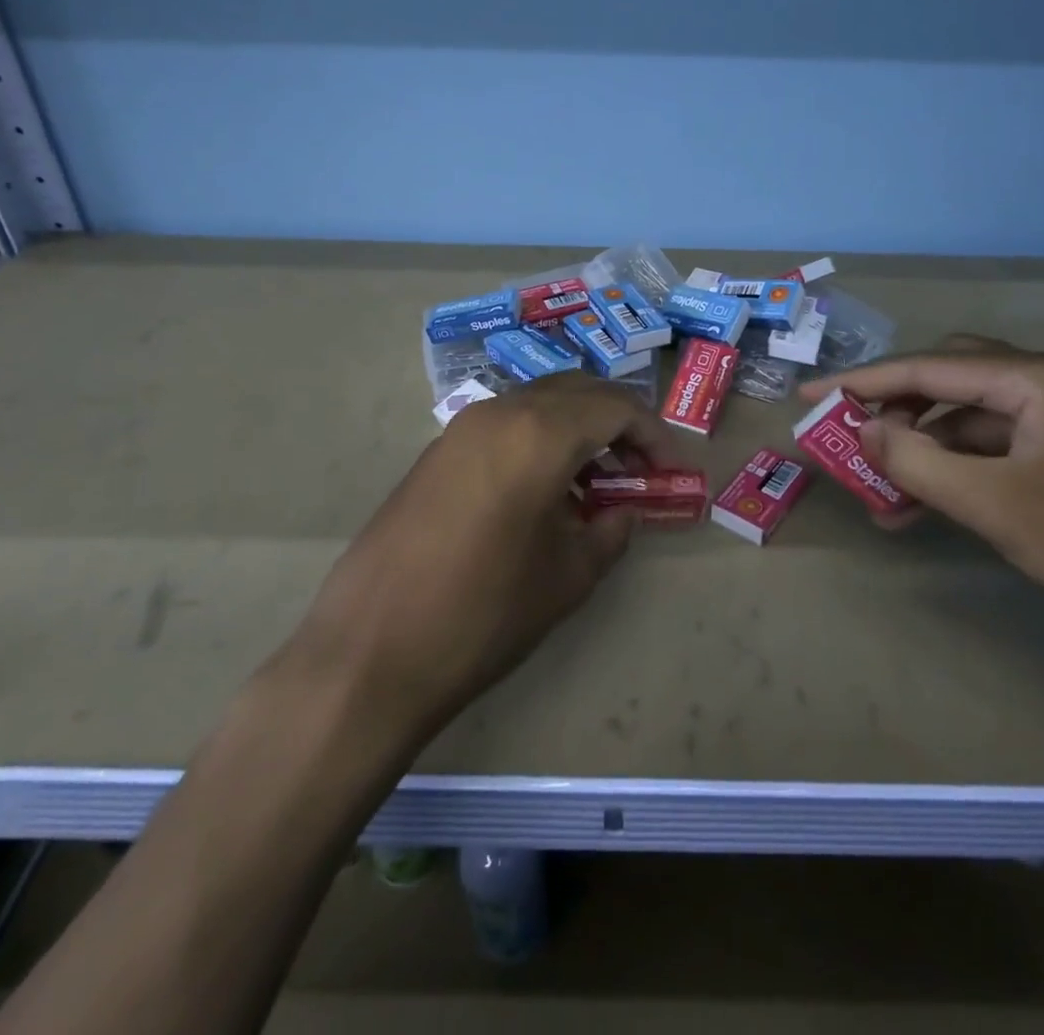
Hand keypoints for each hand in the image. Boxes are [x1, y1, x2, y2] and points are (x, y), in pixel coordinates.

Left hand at [281, 374, 665, 741]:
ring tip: (596, 485)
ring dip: (577, 430)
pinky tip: (544, 493)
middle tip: (639, 470)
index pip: (616, 407)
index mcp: (539, 433)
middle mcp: (500, 412)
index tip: (672, 470)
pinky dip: (539, 441)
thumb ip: (610, 532)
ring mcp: (461, 428)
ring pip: (538, 405)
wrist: (371, 651)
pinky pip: (504, 426)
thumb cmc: (484, 613)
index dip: (654, 435)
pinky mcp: (437, 452)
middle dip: (617, 423)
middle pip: (577, 392)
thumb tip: (625, 512)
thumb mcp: (568, 576)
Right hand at [801, 336, 1043, 648]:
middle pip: (947, 380)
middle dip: (893, 408)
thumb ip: (918, 462)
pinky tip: (927, 506)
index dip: (860, 382)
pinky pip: (994, 448)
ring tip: (881, 491)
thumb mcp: (995, 505)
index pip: (926, 369)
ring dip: (922, 448)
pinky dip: (956, 470)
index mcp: (1035, 378)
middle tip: (849, 435)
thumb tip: (865, 430)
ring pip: (968, 419)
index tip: (809, 397)